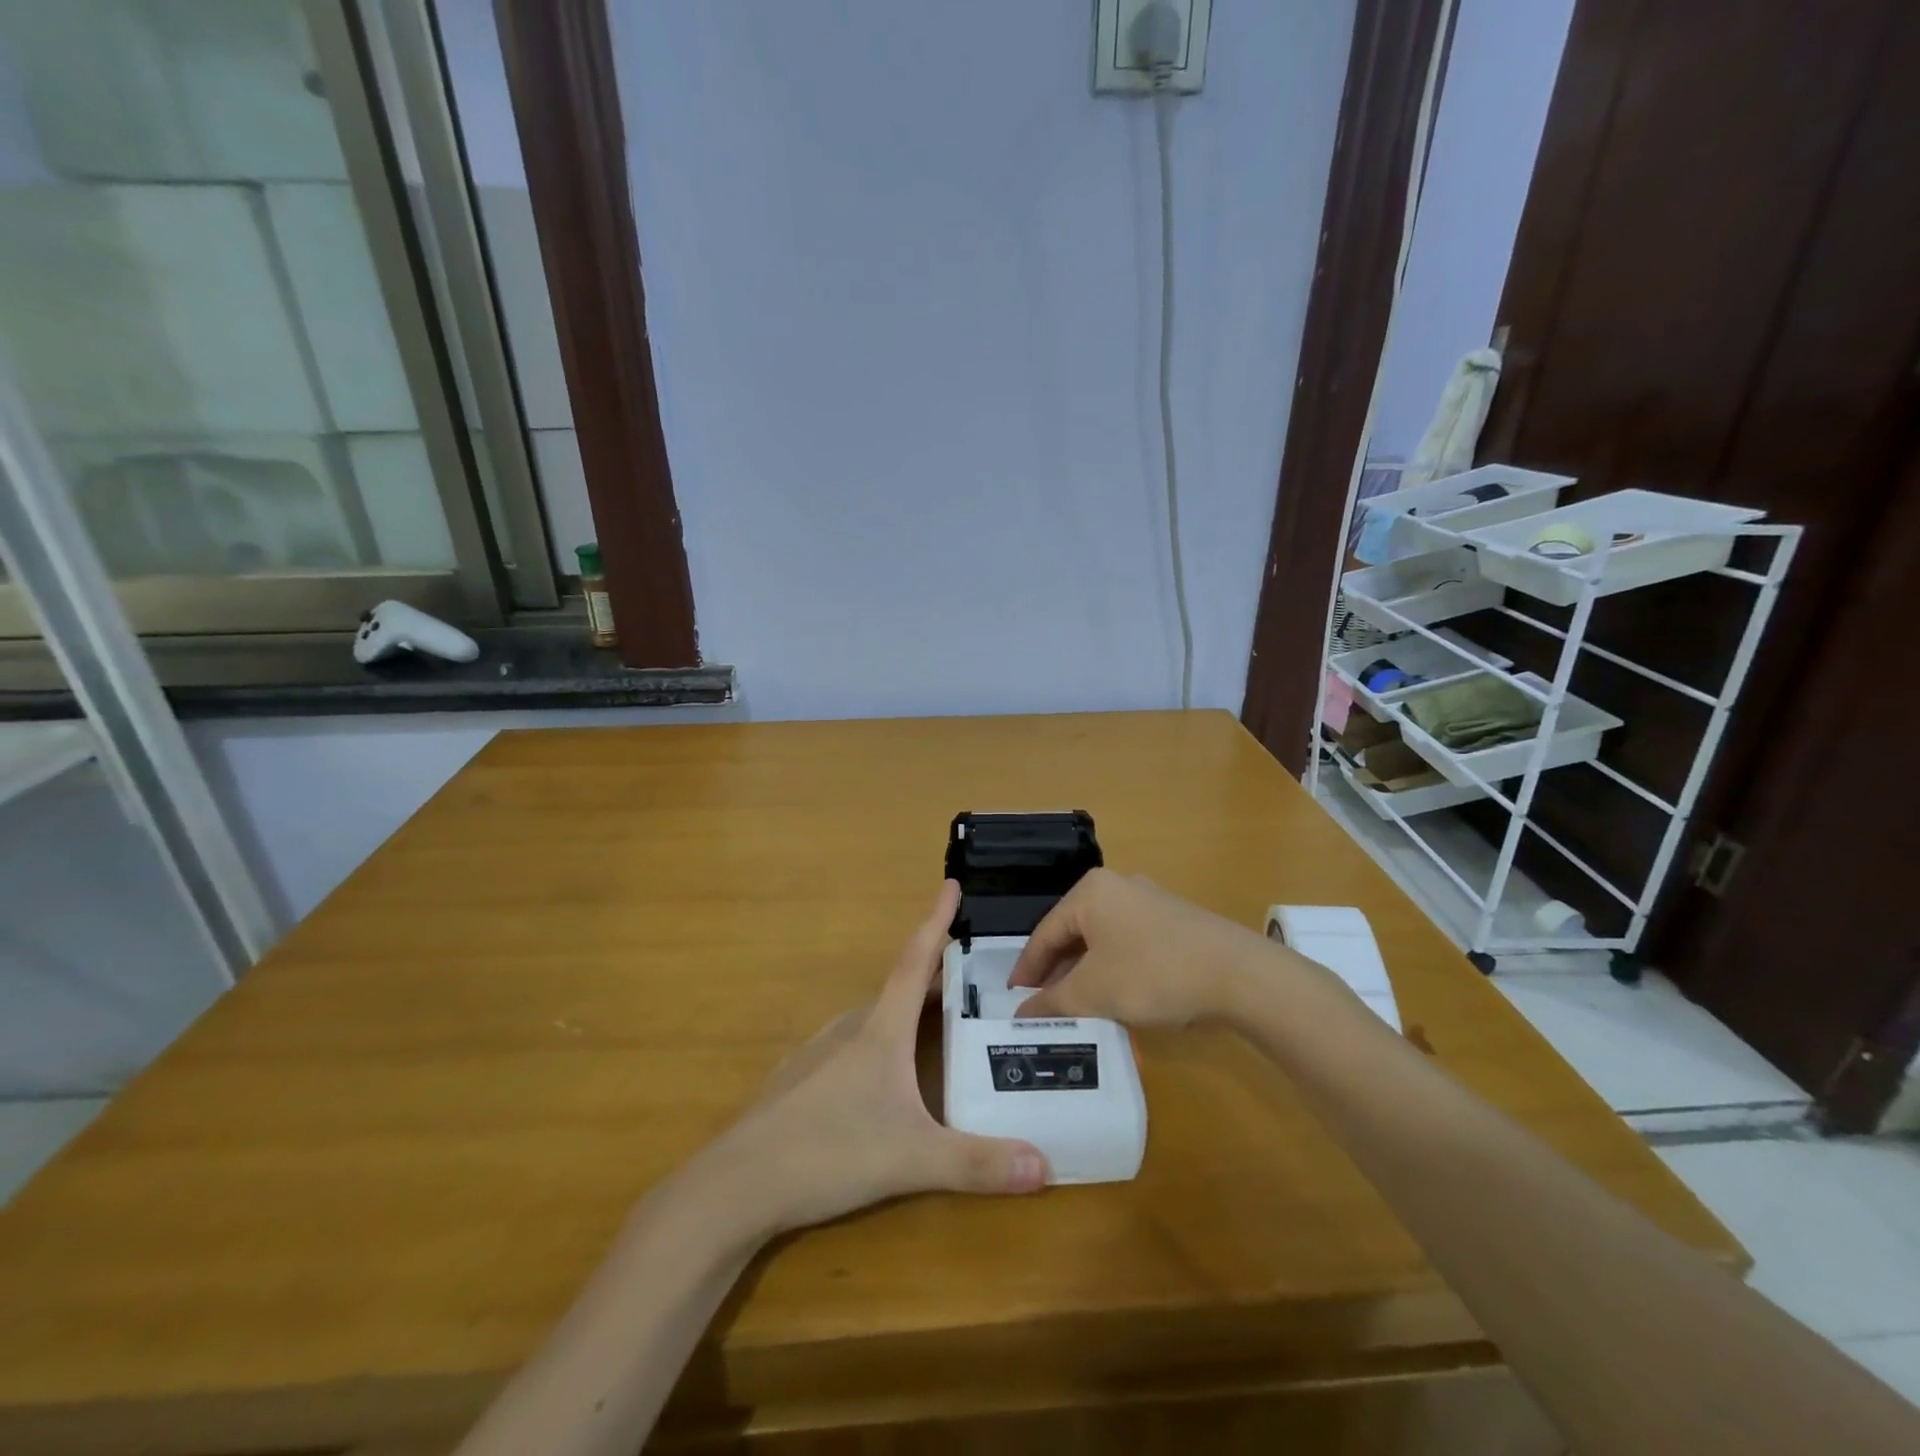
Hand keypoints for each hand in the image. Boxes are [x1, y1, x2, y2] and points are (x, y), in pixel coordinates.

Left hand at [686, 882, 1048, 1240]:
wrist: (737, 1185)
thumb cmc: (829, 1152)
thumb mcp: (912, 1159)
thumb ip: (978, 1163)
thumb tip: (1045, 1166)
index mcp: (880, 1030)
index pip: (915, 960)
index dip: (935, 921)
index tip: (949, 884)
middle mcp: (849, 1028)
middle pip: (899, 989)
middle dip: (933, 976)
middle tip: (969, 978)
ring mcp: (819, 1052)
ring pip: (873, 1018)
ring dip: (905, 1010)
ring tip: (933, 1023)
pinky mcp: (799, 1079)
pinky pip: (851, 1045)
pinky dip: (879, 1041)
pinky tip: (882, 1076)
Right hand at [1009, 869, 1273, 1025]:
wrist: (1238, 974)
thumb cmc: (1153, 973)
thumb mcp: (1094, 992)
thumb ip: (1053, 1002)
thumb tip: (1022, 1013)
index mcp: (1090, 892)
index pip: (1045, 932)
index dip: (1028, 969)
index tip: (1014, 999)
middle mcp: (1116, 886)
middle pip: (1073, 932)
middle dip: (1057, 971)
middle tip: (1044, 1005)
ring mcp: (1148, 901)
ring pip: (1101, 939)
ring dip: (1086, 972)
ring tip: (1077, 1005)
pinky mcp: (1173, 919)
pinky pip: (1127, 942)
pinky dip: (1113, 968)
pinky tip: (1117, 995)